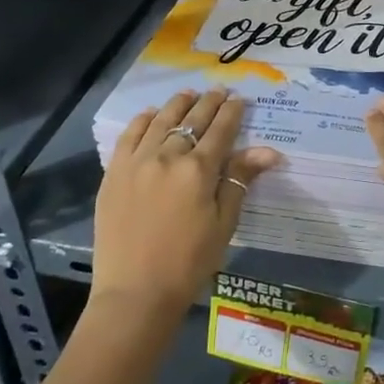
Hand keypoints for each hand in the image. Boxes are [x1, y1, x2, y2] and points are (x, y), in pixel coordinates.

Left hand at [93, 88, 281, 319]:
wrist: (135, 293)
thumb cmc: (189, 262)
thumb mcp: (224, 223)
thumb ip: (240, 180)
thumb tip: (269, 150)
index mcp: (199, 170)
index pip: (221, 130)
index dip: (232, 112)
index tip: (240, 99)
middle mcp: (168, 156)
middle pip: (192, 120)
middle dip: (209, 103)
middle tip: (219, 91)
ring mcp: (137, 162)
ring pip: (161, 121)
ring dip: (178, 104)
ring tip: (189, 94)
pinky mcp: (114, 173)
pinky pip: (129, 136)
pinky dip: (143, 120)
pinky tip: (151, 114)